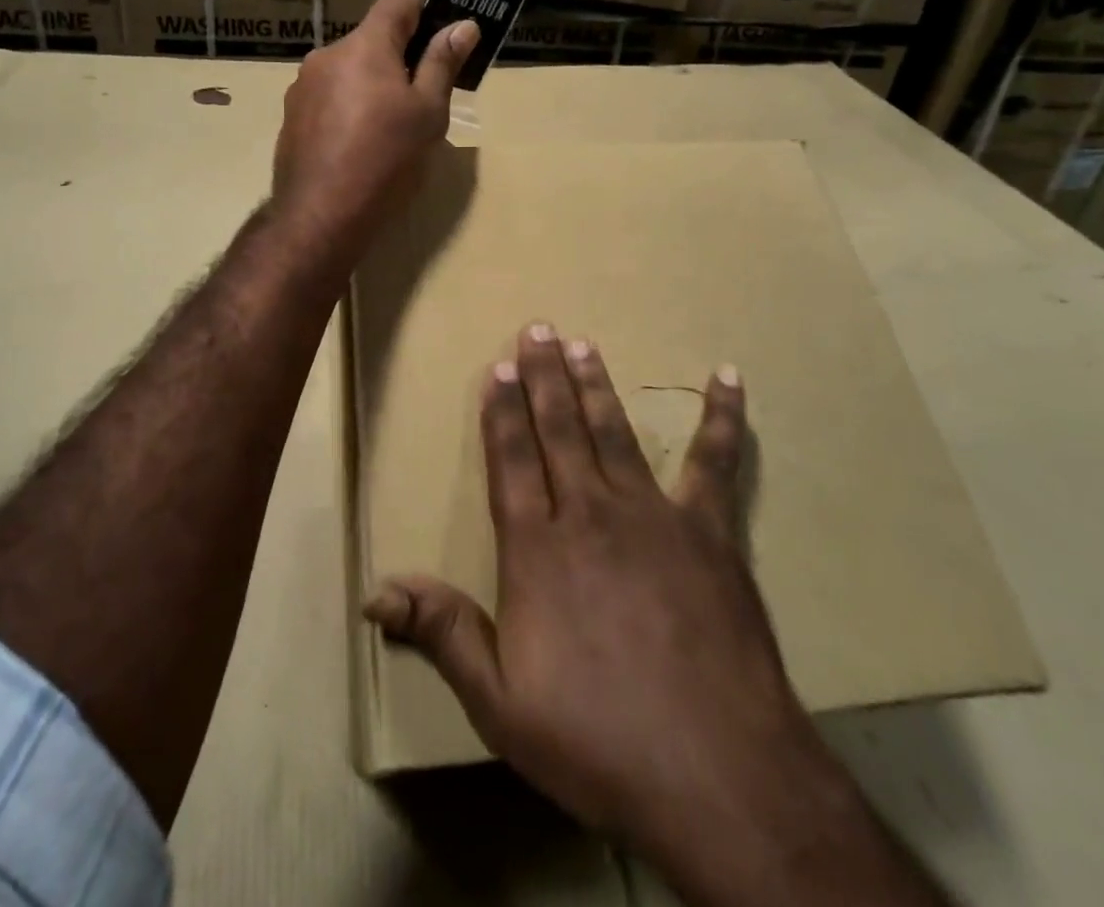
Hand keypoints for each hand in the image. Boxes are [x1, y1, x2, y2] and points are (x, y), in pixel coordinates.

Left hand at [271, 0, 476, 266]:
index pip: (397, 1)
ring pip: (348, 70)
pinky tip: (356, 147)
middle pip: (371, 40)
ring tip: (386, 131)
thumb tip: (464, 25)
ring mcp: (303, 86)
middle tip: (419, 103)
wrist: (321, 215)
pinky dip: (346, 109)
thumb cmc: (387, 159)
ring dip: (370, 86)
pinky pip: (327, 97)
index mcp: (364, 46)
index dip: (423, 15)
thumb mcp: (428, 113)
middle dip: (397, 60)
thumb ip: (443, 64)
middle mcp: (327, 55)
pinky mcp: (291, 117)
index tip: (438, 47)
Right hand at [365, 326, 839, 880]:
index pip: (512, 461)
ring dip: (597, 386)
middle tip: (538, 328)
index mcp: (538, 550)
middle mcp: (590, 515)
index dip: (503, 411)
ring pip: (615, 433)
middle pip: (560, 431)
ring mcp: (653, 516)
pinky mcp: (710, 531)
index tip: (500, 367)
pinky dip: (721, 418)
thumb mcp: (501, 705)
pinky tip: (727, 377)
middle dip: (545, 377)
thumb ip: (443, 634)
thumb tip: (376, 592)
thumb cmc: (599, 741)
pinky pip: (714, 463)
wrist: (718, 775)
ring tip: (584, 345)